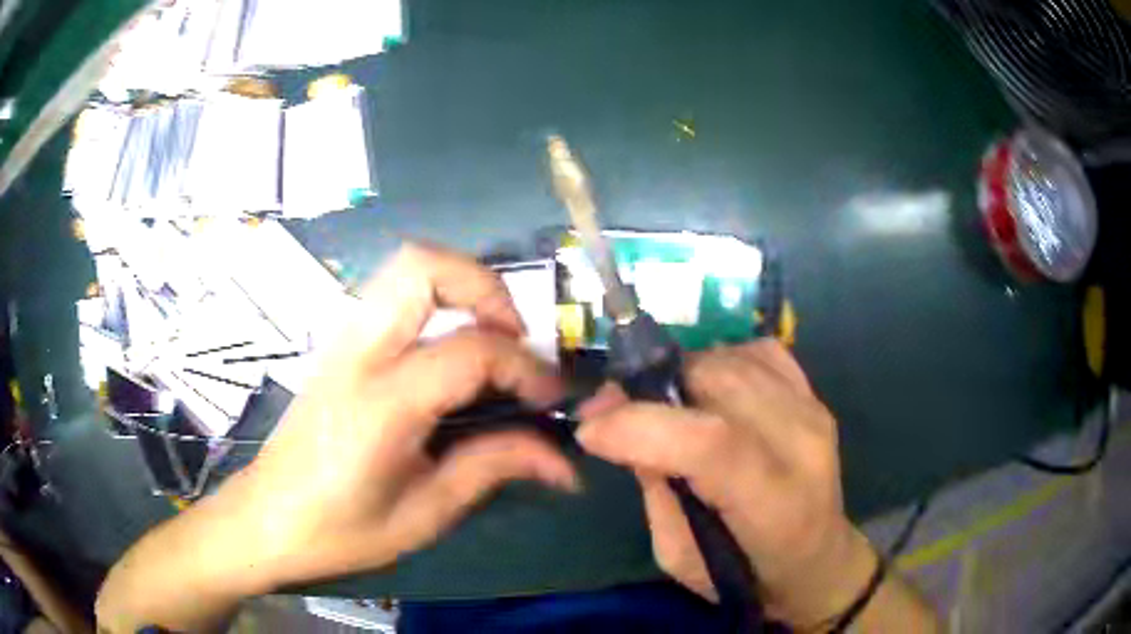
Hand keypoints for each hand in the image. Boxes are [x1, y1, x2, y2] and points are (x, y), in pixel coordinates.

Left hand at [227, 243, 578, 586]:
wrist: (266, 519)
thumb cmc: (340, 530)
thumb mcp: (425, 514)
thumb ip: (495, 468)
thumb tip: (564, 461)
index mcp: (382, 402)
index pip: (472, 349)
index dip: (528, 368)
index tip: (552, 399)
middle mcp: (358, 352)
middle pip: (424, 265)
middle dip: (486, 286)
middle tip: (514, 339)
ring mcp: (342, 340)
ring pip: (406, 269)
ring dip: (460, 288)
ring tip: (490, 343)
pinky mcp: (338, 346)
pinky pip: (393, 296)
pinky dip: (435, 303)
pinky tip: (449, 356)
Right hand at [577, 340, 877, 628]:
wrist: (818, 560)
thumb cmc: (745, 575)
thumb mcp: (679, 557)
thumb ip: (655, 489)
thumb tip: (618, 424)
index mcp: (773, 505)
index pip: (712, 444)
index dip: (641, 426)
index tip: (590, 429)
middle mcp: (801, 445)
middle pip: (718, 383)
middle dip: (651, 388)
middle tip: (614, 409)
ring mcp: (813, 412)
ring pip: (732, 359)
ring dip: (681, 374)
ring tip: (661, 404)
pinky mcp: (814, 396)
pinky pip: (758, 351)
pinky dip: (720, 360)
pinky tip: (709, 391)